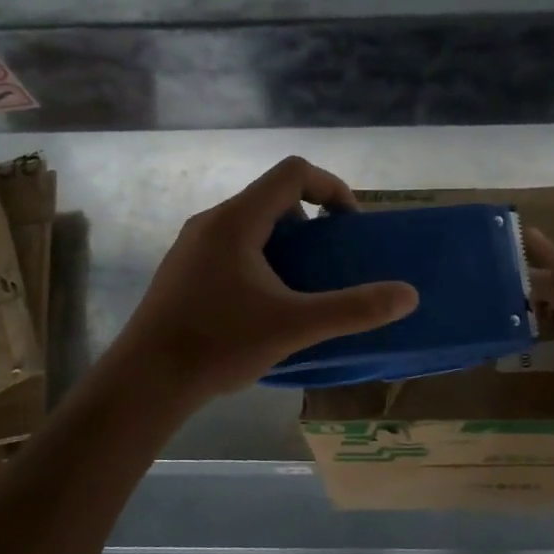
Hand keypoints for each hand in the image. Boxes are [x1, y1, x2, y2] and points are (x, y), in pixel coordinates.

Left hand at [110, 157, 418, 403]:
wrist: (145, 381)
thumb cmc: (219, 344)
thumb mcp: (295, 326)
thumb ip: (354, 309)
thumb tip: (408, 295)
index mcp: (237, 220)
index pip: (293, 172)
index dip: (332, 187)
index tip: (350, 226)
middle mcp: (211, 221)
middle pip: (273, 197)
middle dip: (311, 220)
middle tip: (329, 260)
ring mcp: (192, 246)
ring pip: (250, 224)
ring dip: (286, 243)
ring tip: (303, 285)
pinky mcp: (182, 271)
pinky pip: (231, 247)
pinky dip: (260, 259)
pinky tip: (265, 305)